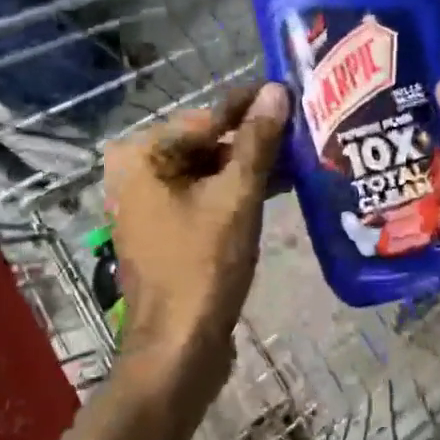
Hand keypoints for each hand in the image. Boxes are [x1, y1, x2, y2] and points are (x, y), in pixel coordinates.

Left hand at [103, 82, 289, 380]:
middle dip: (254, 137)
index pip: (207, 117)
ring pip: (208, 168)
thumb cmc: (203, 267)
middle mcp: (136, 171)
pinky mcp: (166, 226)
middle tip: (303, 125)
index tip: (292, 90)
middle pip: (206, 141)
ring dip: (250, 164)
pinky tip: (279, 184)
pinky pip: (205, 194)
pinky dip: (237, 189)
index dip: (252, 106)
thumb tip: (277, 90)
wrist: (178, 348)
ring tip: (300, 153)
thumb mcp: (237, 198)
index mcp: (141, 156)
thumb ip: (257, 142)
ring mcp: (149, 201)